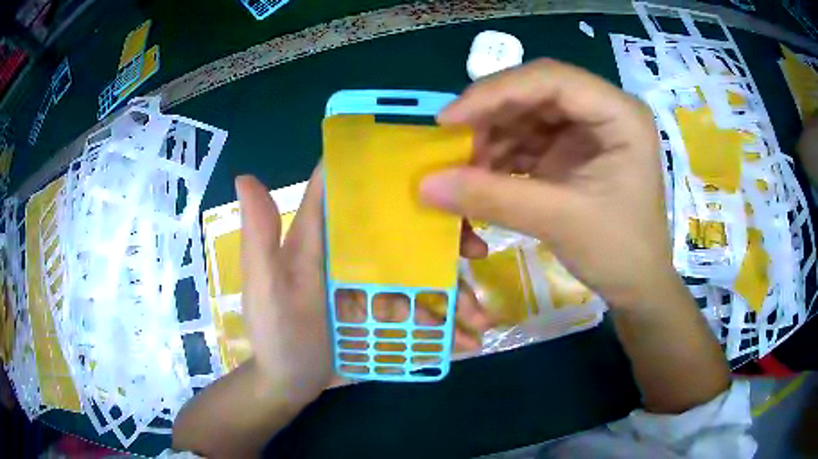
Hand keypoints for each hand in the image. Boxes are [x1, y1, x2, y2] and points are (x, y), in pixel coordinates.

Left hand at [237, 167, 493, 402]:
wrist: (290, 383)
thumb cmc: (276, 334)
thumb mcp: (265, 287)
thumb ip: (260, 236)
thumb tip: (245, 176)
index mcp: (324, 237)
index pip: (354, 189)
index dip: (388, 170)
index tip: (434, 166)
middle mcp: (353, 254)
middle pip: (405, 231)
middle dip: (446, 236)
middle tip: (478, 250)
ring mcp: (374, 286)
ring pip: (423, 275)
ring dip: (456, 291)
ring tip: (480, 319)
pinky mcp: (385, 314)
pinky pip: (421, 313)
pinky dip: (446, 326)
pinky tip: (468, 343)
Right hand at [419, 59, 674, 308]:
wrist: (638, 286)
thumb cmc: (620, 252)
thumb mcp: (559, 221)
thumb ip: (492, 197)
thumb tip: (424, 184)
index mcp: (619, 114)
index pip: (551, 80)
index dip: (496, 92)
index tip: (448, 120)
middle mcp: (604, 110)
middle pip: (535, 92)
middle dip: (490, 116)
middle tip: (449, 143)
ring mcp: (589, 130)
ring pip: (527, 115)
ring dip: (491, 138)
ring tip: (463, 168)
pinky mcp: (574, 151)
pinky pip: (529, 140)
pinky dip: (502, 155)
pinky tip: (481, 175)